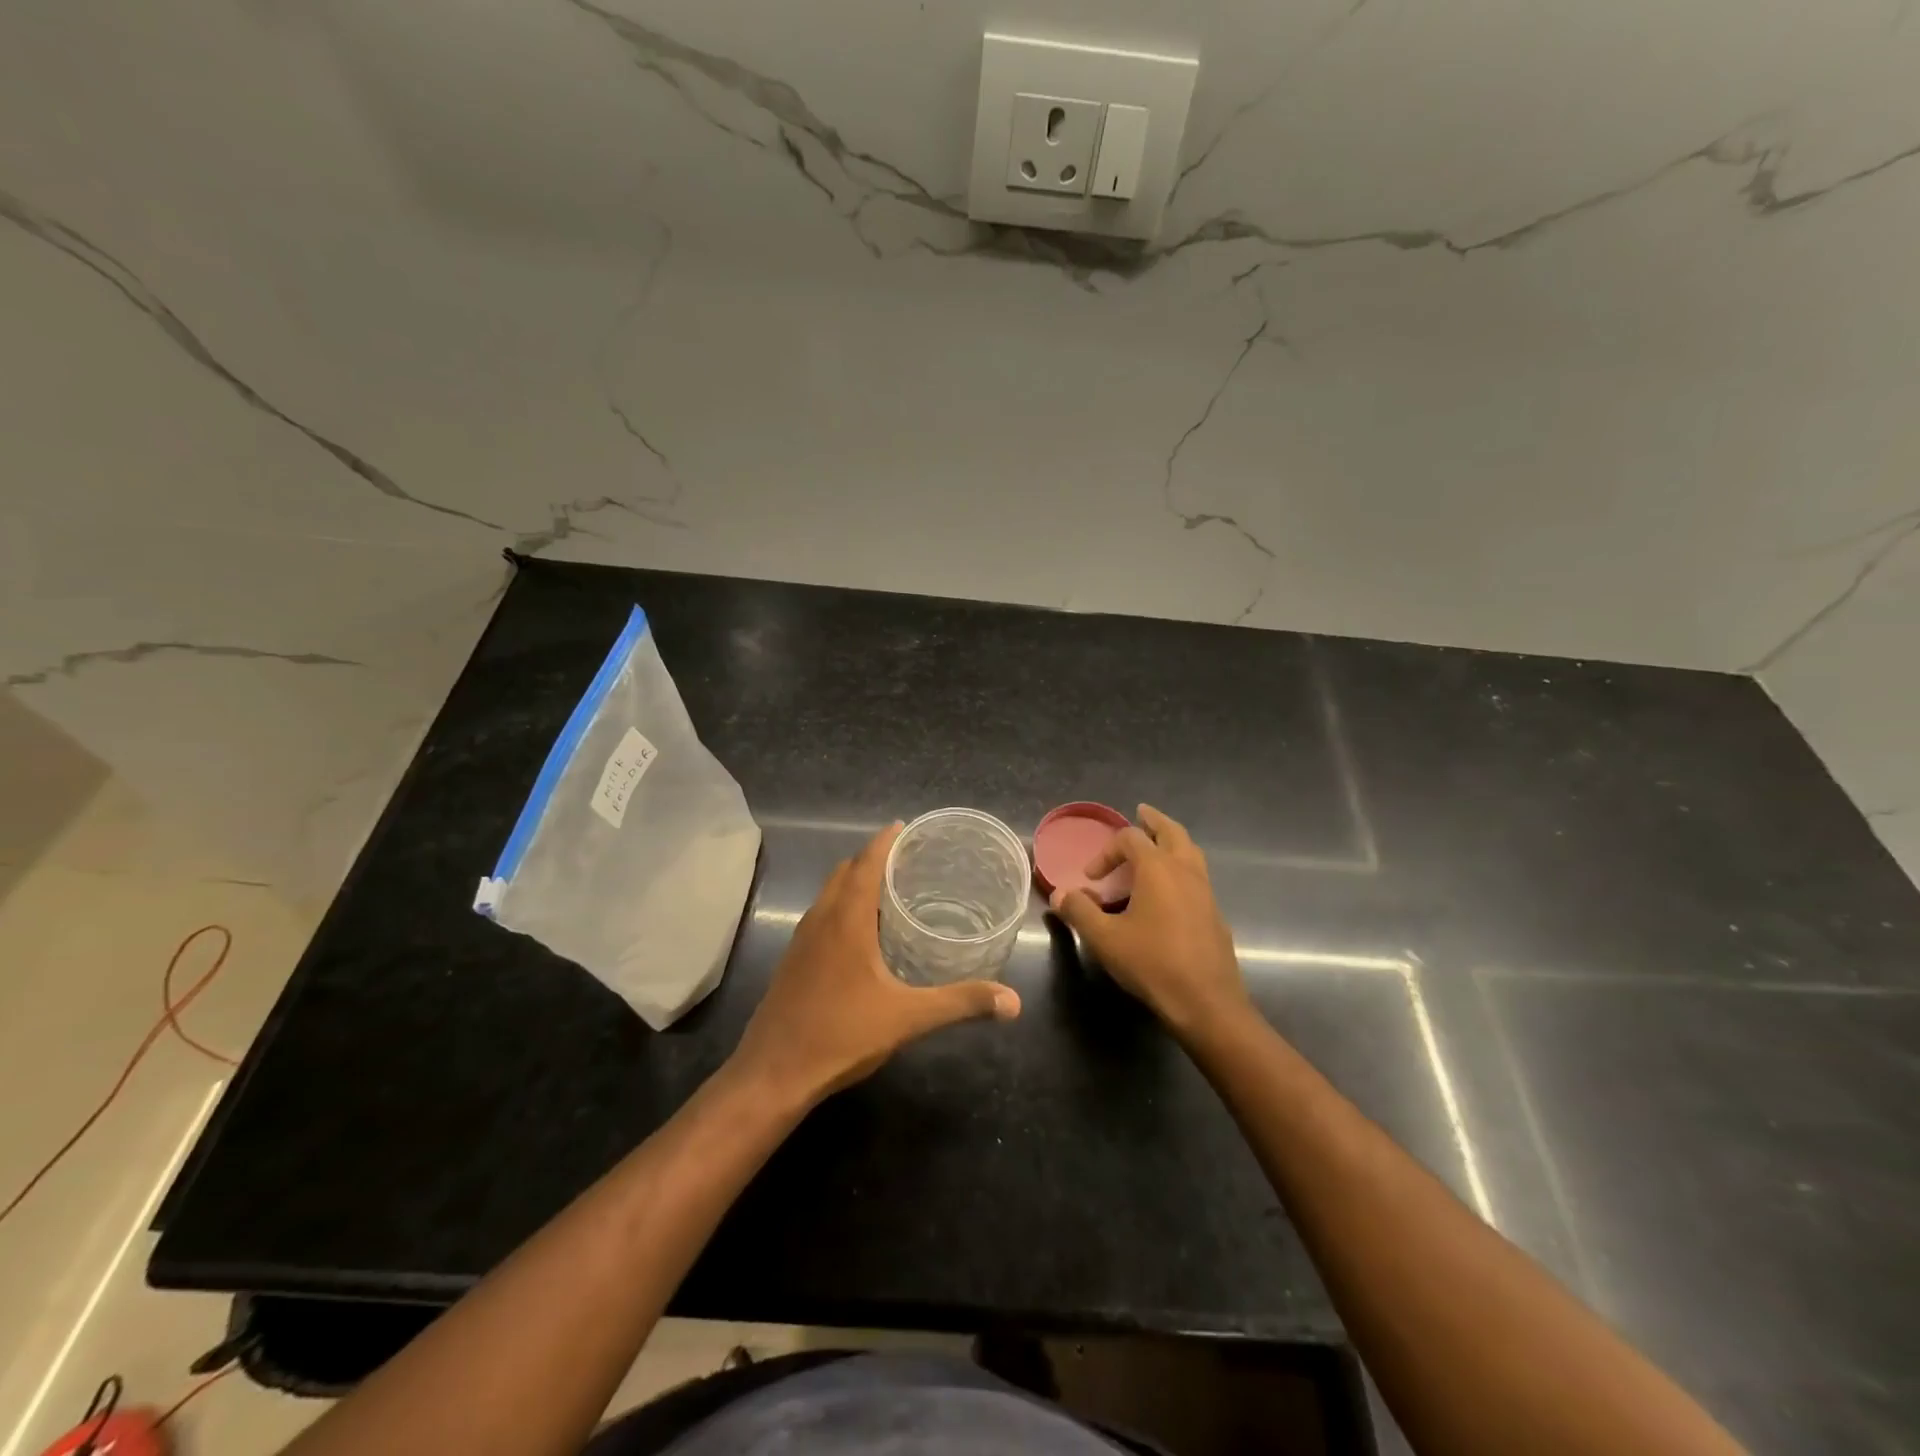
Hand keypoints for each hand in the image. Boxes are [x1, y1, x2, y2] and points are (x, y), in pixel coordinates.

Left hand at [728, 822, 1021, 1108]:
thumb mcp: (907, 1017)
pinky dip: (842, 907)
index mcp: (846, 919)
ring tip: (890, 892)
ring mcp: (801, 940)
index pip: (865, 862)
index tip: (906, 827)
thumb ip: (960, 1003)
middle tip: (908, 861)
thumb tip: (1013, 1001)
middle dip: (872, 858)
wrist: (772, 1074)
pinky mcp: (793, 961)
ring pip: (829, 894)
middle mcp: (820, 919)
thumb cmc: (840, 1034)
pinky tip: (863, 937)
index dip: (885, 841)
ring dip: (855, 883)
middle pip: (845, 872)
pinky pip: (821, 916)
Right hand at [1049, 804, 1249, 1038]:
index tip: (1090, 878)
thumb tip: (1060, 894)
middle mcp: (1185, 871)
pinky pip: (1197, 875)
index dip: (1106, 851)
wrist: (1206, 1002)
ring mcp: (1205, 891)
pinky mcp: (1215, 912)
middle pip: (1171, 832)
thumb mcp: (1105, 939)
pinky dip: (1182, 867)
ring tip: (1158, 844)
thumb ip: (1080, 911)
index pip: (1130, 839)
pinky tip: (1171, 890)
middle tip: (1141, 814)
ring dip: (1172, 841)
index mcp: (1157, 868)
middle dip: (1153, 822)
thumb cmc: (1152, 964)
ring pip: (1190, 851)